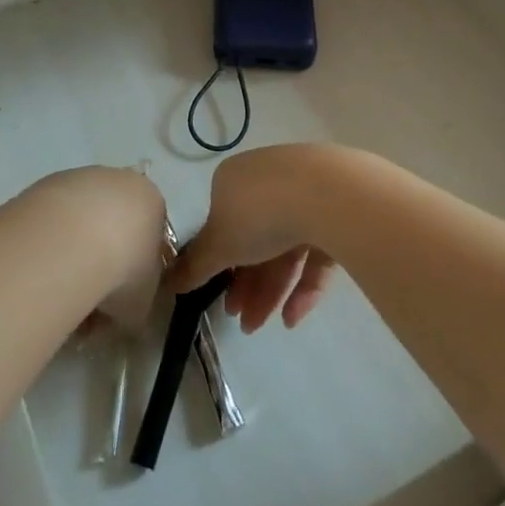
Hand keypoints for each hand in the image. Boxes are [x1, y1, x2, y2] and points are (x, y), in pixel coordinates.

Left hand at [22, 165, 166, 330]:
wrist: (70, 241)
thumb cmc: (122, 269)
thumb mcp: (143, 302)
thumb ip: (140, 302)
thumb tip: (126, 310)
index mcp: (152, 201)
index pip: (150, 237)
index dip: (136, 272)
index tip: (121, 299)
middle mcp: (119, 180)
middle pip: (114, 226)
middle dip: (105, 262)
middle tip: (90, 300)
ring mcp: (80, 178)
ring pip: (80, 222)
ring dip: (74, 254)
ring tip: (61, 291)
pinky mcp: (45, 183)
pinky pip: (53, 221)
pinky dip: (50, 245)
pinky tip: (42, 271)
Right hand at [168, 144, 350, 332]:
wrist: (327, 194)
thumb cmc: (260, 214)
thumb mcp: (219, 244)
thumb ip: (195, 265)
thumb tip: (167, 282)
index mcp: (235, 179)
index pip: (222, 222)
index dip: (219, 264)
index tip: (218, 294)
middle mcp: (269, 181)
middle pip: (254, 239)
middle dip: (246, 284)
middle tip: (241, 321)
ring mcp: (306, 195)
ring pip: (284, 248)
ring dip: (270, 290)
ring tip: (261, 326)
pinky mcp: (337, 214)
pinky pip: (315, 253)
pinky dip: (303, 285)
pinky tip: (292, 318)